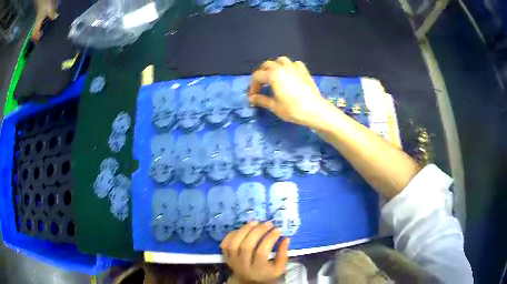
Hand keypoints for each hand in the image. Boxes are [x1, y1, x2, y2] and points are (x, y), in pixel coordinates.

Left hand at [221, 221, 290, 283]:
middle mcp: (243, 265)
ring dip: (244, 230)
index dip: (270, 238)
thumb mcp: (279, 268)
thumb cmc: (266, 273)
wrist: (248, 281)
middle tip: (268, 223)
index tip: (278, 229)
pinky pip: (225, 243)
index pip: (262, 252)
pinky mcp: (225, 257)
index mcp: (258, 269)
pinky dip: (232, 234)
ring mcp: (232, 261)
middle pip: (247, 246)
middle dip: (258, 231)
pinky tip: (243, 229)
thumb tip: (286, 238)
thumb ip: (283, 254)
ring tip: (255, 222)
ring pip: (234, 243)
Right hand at [249, 57, 333, 129]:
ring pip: (280, 60)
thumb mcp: (274, 106)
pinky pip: (294, 63)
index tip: (252, 96)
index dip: (252, 86)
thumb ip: (262, 100)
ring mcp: (295, 67)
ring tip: (273, 77)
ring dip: (274, 66)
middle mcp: (283, 67)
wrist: (315, 110)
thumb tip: (252, 98)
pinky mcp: (304, 71)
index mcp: (273, 75)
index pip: (257, 76)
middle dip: (261, 74)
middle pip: (267, 65)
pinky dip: (289, 66)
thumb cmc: (293, 109)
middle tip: (261, 86)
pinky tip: (289, 74)